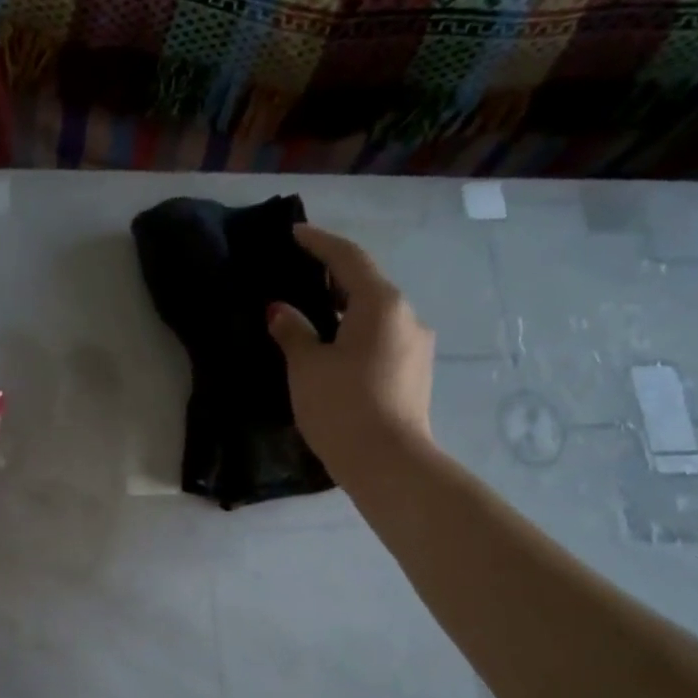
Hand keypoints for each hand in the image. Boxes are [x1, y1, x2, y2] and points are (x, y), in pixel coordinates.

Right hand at [266, 223, 435, 484]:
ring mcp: (416, 346)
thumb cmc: (342, 406)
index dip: (319, 243)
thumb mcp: (307, 366)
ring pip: (377, 314)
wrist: (388, 464)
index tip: (295, 233)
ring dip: (346, 308)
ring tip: (314, 316)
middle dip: (334, 276)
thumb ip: (293, 331)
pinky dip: (357, 333)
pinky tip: (336, 350)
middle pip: (367, 284)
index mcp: (381, 303)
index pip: (348, 258)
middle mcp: (407, 316)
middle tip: (300, 275)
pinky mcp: (416, 373)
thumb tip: (281, 311)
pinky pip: (383, 338)